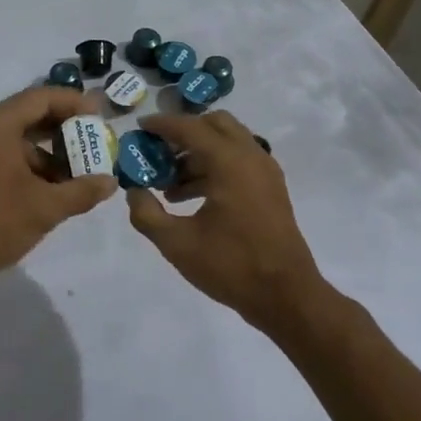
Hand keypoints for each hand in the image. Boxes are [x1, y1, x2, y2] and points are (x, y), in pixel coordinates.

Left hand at [0, 86, 117, 299]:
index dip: (74, 103)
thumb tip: (111, 182)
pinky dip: (23, 164)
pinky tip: (45, 189)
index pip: (41, 98)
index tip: (101, 116)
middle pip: (26, 115)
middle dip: (62, 130)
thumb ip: (81, 191)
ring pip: (12, 138)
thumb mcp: (43, 209)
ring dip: (44, 153)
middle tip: (94, 144)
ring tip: (76, 175)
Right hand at [123, 112, 324, 328]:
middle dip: (184, 133)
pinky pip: (239, 161)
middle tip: (159, 153)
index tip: (139, 127)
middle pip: (215, 124)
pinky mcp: (271, 189)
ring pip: (228, 142)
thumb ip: (146, 214)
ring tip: (169, 185)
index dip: (162, 125)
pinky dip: (215, 166)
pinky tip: (193, 197)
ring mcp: (265, 172)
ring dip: (198, 153)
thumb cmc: (231, 265)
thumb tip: (134, 191)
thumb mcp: (177, 243)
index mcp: (230, 162)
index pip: (190, 128)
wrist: (285, 295)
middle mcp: (251, 156)